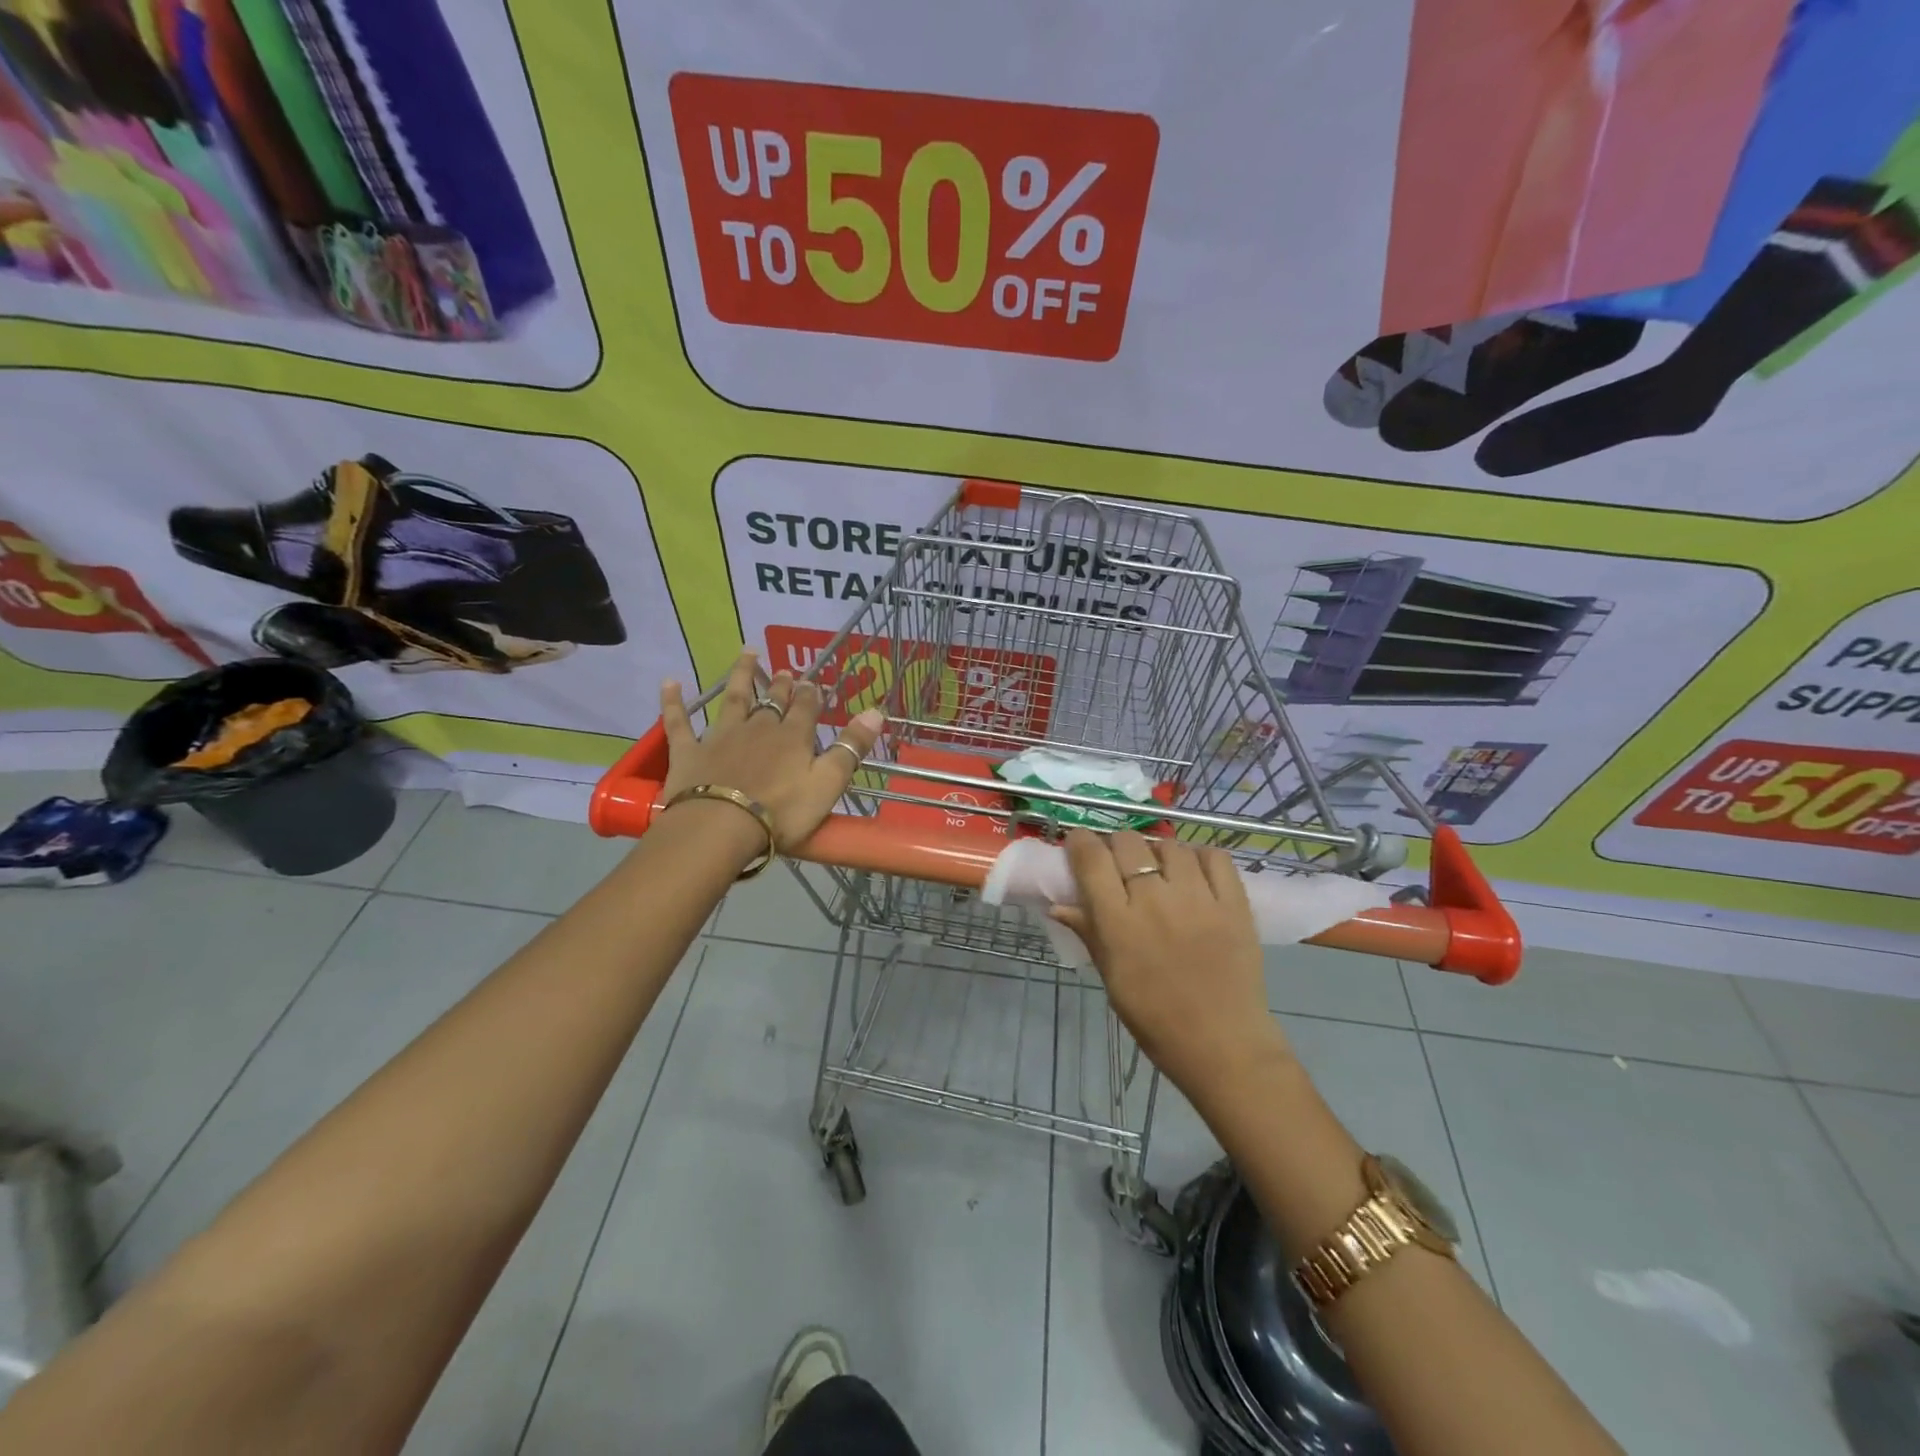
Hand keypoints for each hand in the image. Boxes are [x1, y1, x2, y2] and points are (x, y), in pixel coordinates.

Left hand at [659, 649, 884, 849]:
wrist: (721, 827)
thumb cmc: (781, 811)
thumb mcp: (828, 783)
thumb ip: (851, 748)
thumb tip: (876, 711)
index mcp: (793, 737)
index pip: (806, 708)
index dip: (811, 695)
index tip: (813, 683)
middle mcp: (758, 728)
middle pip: (772, 701)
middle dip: (782, 686)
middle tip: (786, 671)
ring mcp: (721, 737)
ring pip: (733, 699)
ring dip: (741, 676)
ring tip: (747, 654)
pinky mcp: (688, 752)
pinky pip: (679, 722)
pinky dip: (673, 702)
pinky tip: (670, 682)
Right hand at [1053, 830, 1292, 1105]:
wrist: (1223, 1046)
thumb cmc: (1156, 1018)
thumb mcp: (1112, 978)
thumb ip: (1089, 933)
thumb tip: (1058, 905)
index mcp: (1119, 923)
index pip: (1092, 859)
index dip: (1081, 842)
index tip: (1080, 845)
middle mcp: (1156, 901)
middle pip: (1129, 842)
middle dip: (1117, 846)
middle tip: (1120, 863)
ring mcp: (1199, 899)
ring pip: (1170, 845)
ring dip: (1158, 853)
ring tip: (1160, 871)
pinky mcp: (1234, 903)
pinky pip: (1214, 856)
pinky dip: (1200, 857)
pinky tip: (1194, 873)